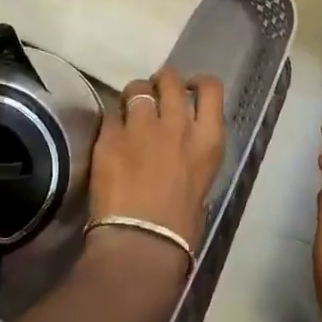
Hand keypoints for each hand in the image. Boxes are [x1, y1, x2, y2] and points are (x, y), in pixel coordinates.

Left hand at [87, 68, 225, 265]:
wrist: (142, 242)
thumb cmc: (181, 227)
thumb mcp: (202, 182)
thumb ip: (192, 154)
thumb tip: (180, 149)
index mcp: (208, 139)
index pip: (211, 89)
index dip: (198, 82)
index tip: (190, 88)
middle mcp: (177, 124)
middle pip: (170, 79)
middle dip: (161, 82)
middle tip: (154, 94)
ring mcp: (141, 128)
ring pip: (136, 88)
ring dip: (134, 96)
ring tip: (129, 109)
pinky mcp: (110, 137)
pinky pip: (110, 114)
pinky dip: (112, 121)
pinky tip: (110, 136)